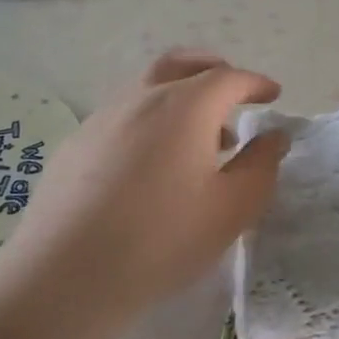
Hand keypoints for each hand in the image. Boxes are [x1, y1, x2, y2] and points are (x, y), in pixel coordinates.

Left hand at [0, 50, 289, 316]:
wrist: (65, 275)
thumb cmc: (162, 239)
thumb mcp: (232, 208)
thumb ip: (261, 165)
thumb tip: (274, 136)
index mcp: (185, 106)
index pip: (229, 78)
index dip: (255, 83)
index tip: (272, 95)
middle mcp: (142, 98)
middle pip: (181, 64)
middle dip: (213, 69)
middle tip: (233, 92)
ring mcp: (102, 118)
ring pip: (148, 88)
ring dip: (180, 98)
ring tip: (198, 140)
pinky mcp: (75, 145)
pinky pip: (122, 116)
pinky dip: (149, 121)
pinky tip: (150, 165)